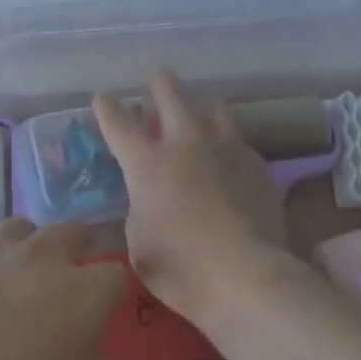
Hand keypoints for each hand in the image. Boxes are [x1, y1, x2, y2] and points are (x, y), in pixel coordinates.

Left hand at [0, 219, 126, 359]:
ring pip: (20, 227)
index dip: (115, 285)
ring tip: (17, 269)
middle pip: (72, 231)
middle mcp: (44, 258)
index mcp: (85, 294)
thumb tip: (98, 355)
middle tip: (70, 270)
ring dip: (26, 243)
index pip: (116, 272)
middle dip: (77, 245)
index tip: (109, 301)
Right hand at [93, 69, 290, 325]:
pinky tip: (227, 162)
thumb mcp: (138, 242)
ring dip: (198, 108)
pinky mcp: (257, 165)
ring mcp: (226, 148)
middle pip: (169, 93)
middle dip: (157, 83)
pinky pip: (237, 141)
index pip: (119, 122)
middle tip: (154, 82)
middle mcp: (186, 143)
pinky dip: (226, 144)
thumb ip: (139, 208)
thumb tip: (147, 198)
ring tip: (196, 118)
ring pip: (212, 106)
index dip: (107, 107)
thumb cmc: (181, 267)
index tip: (103, 98)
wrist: (247, 278)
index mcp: (148, 162)